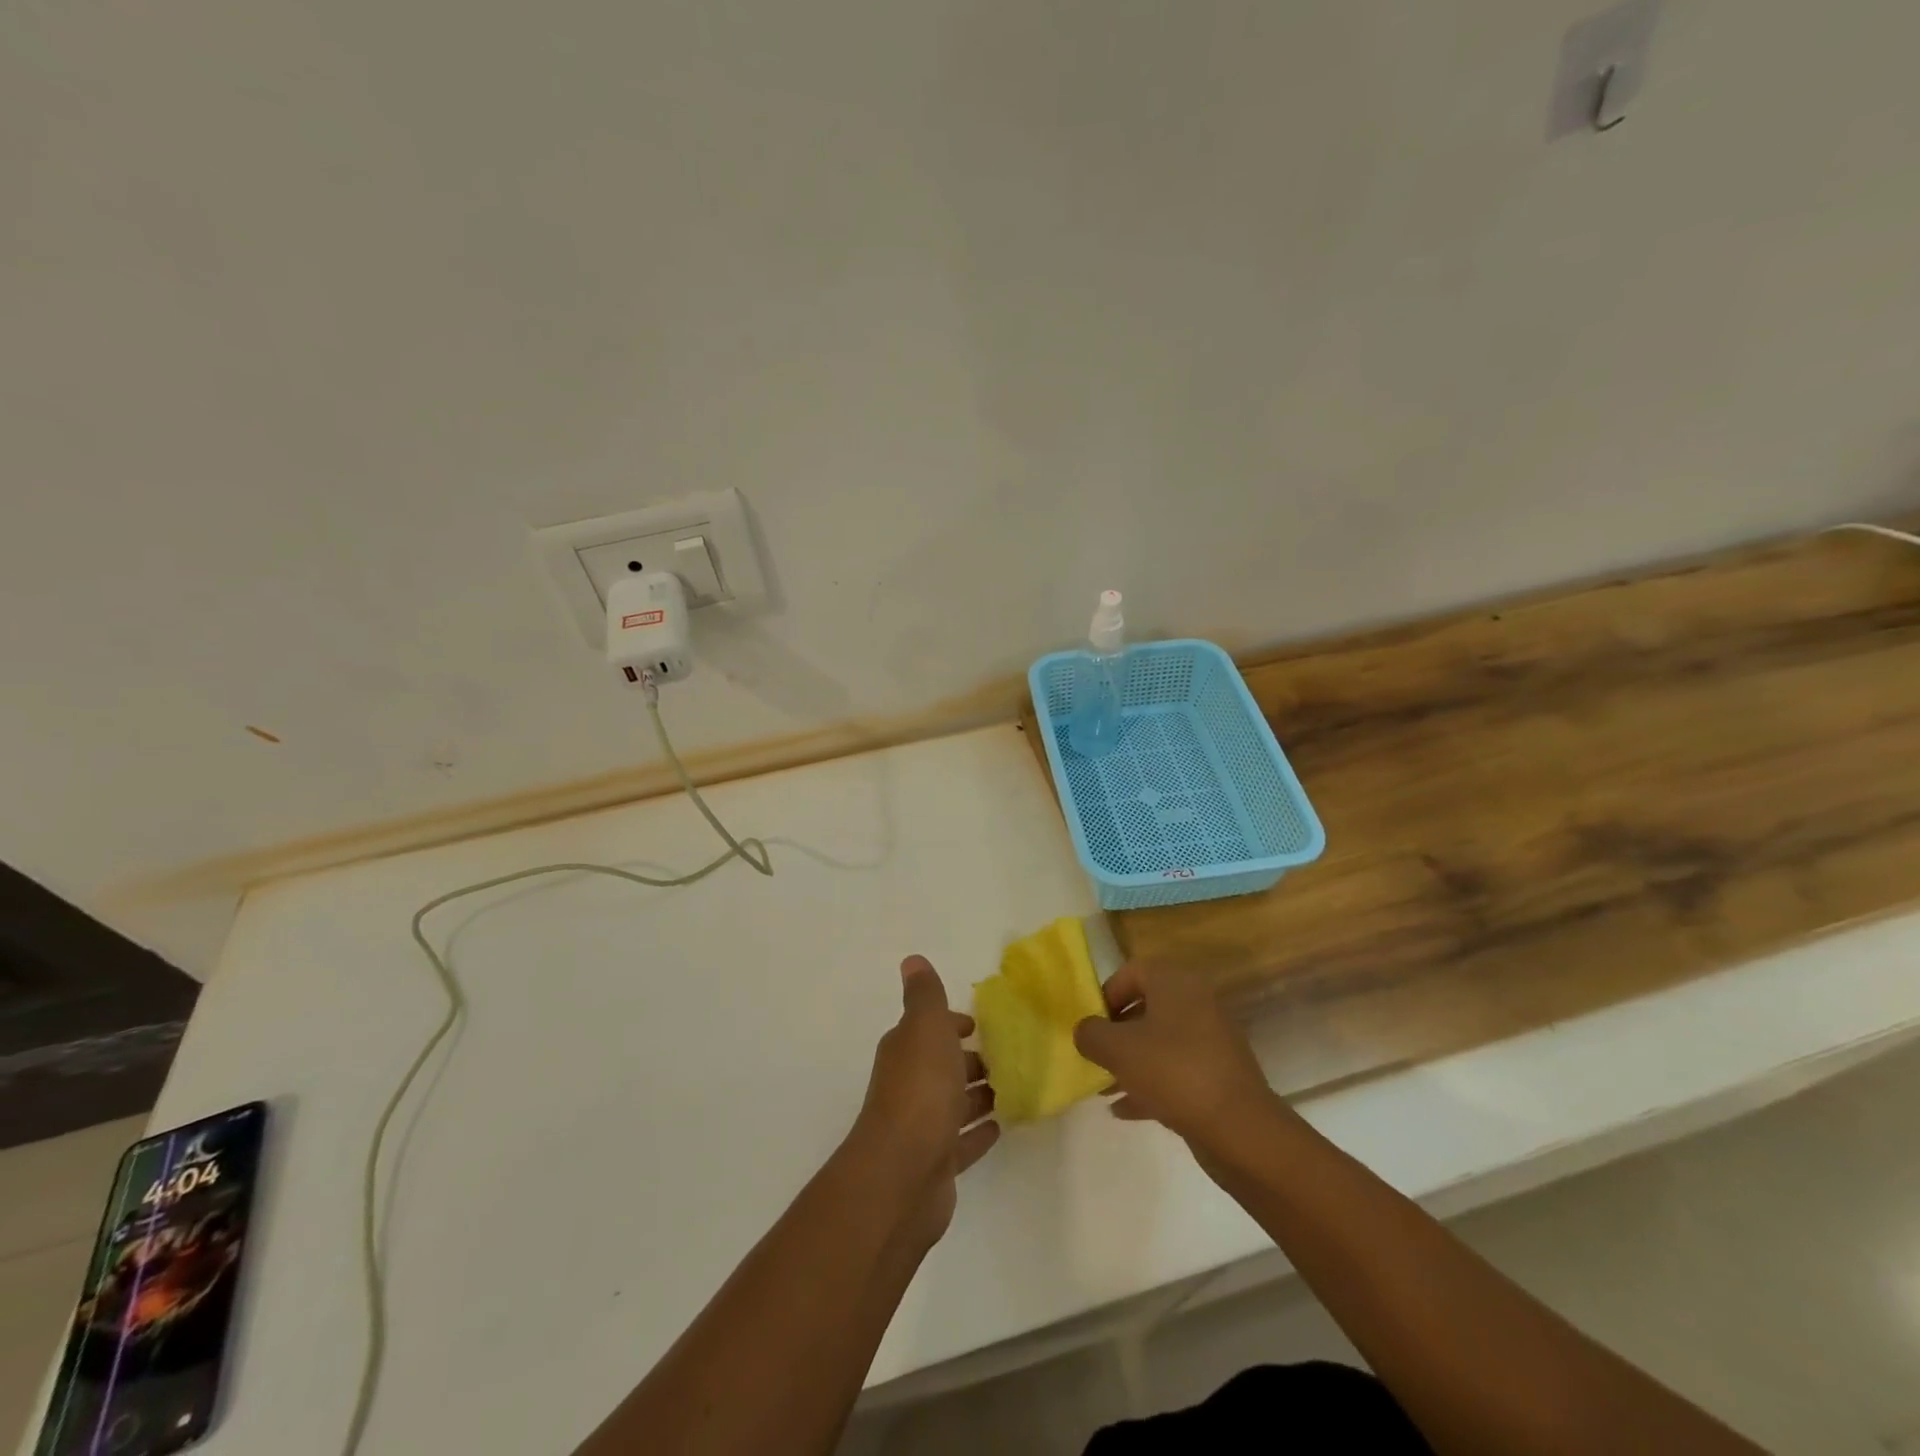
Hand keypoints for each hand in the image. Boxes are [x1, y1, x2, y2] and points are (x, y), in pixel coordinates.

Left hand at [843, 956, 999, 1248]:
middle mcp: (910, 1085)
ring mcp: (922, 1127)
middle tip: (1007, 1056)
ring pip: (953, 1103)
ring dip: (977, 1094)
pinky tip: (1000, 1126)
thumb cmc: (920, 1091)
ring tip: (1012, 1087)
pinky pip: (963, 1142)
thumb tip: (912, 960)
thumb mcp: (925, 1028)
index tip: (979, 1026)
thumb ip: (924, 995)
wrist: (902, 1174)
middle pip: (942, 1066)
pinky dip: (978, 1132)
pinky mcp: (937, 1163)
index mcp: (906, 1051)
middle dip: (968, 1059)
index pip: (928, 1029)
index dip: (951, 1024)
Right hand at [1072, 963, 1277, 1158]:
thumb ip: (1091, 1034)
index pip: (1132, 972)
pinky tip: (1125, 1109)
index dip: (1106, 994)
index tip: (1091, 1024)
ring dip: (1131, 1061)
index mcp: (1176, 983)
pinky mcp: (1219, 1074)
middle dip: (1116, 1032)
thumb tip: (1085, 1031)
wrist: (1238, 1128)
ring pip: (1160, 1042)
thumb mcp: (1117, 1049)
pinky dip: (1151, 1083)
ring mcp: (1212, 1040)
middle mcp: (1197, 1002)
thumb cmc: (1172, 1071)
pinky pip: (1176, 1069)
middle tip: (1096, 1055)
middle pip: (1146, 1007)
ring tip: (1105, 1087)